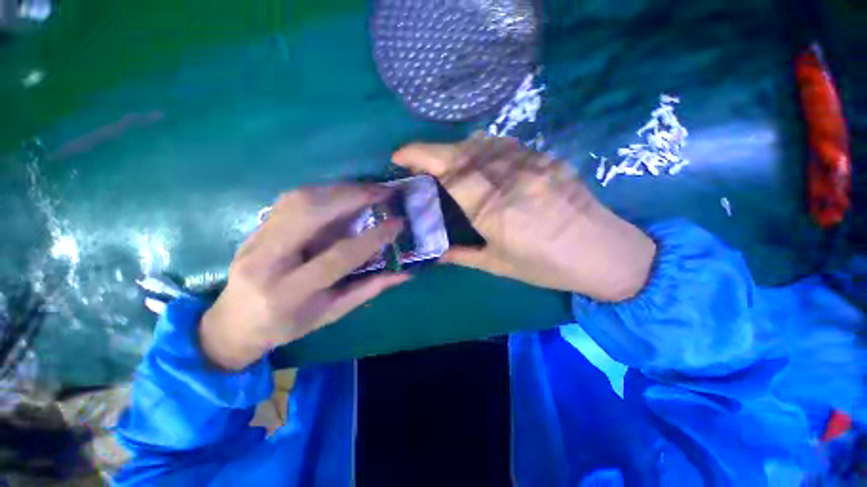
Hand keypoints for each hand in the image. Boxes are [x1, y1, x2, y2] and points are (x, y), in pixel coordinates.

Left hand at [200, 185, 409, 369]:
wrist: (234, 322)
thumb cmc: (287, 325)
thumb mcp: (331, 313)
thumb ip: (368, 290)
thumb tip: (404, 274)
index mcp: (290, 292)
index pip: (338, 256)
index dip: (372, 237)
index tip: (398, 223)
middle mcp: (267, 260)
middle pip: (310, 214)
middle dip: (352, 197)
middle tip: (383, 191)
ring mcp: (256, 239)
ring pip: (298, 199)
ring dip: (339, 189)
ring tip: (367, 189)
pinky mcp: (256, 227)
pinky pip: (291, 199)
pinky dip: (323, 191)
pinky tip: (342, 193)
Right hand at [393, 134, 654, 300]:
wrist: (604, 253)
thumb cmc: (547, 266)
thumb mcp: (499, 265)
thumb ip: (462, 255)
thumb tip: (436, 252)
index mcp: (493, 210)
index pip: (450, 171)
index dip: (420, 155)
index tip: (399, 155)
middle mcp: (510, 180)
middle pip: (463, 150)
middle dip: (434, 150)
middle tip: (421, 164)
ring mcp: (532, 165)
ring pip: (484, 142)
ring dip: (459, 149)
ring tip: (449, 165)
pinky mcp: (546, 160)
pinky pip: (506, 146)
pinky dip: (484, 150)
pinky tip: (483, 164)